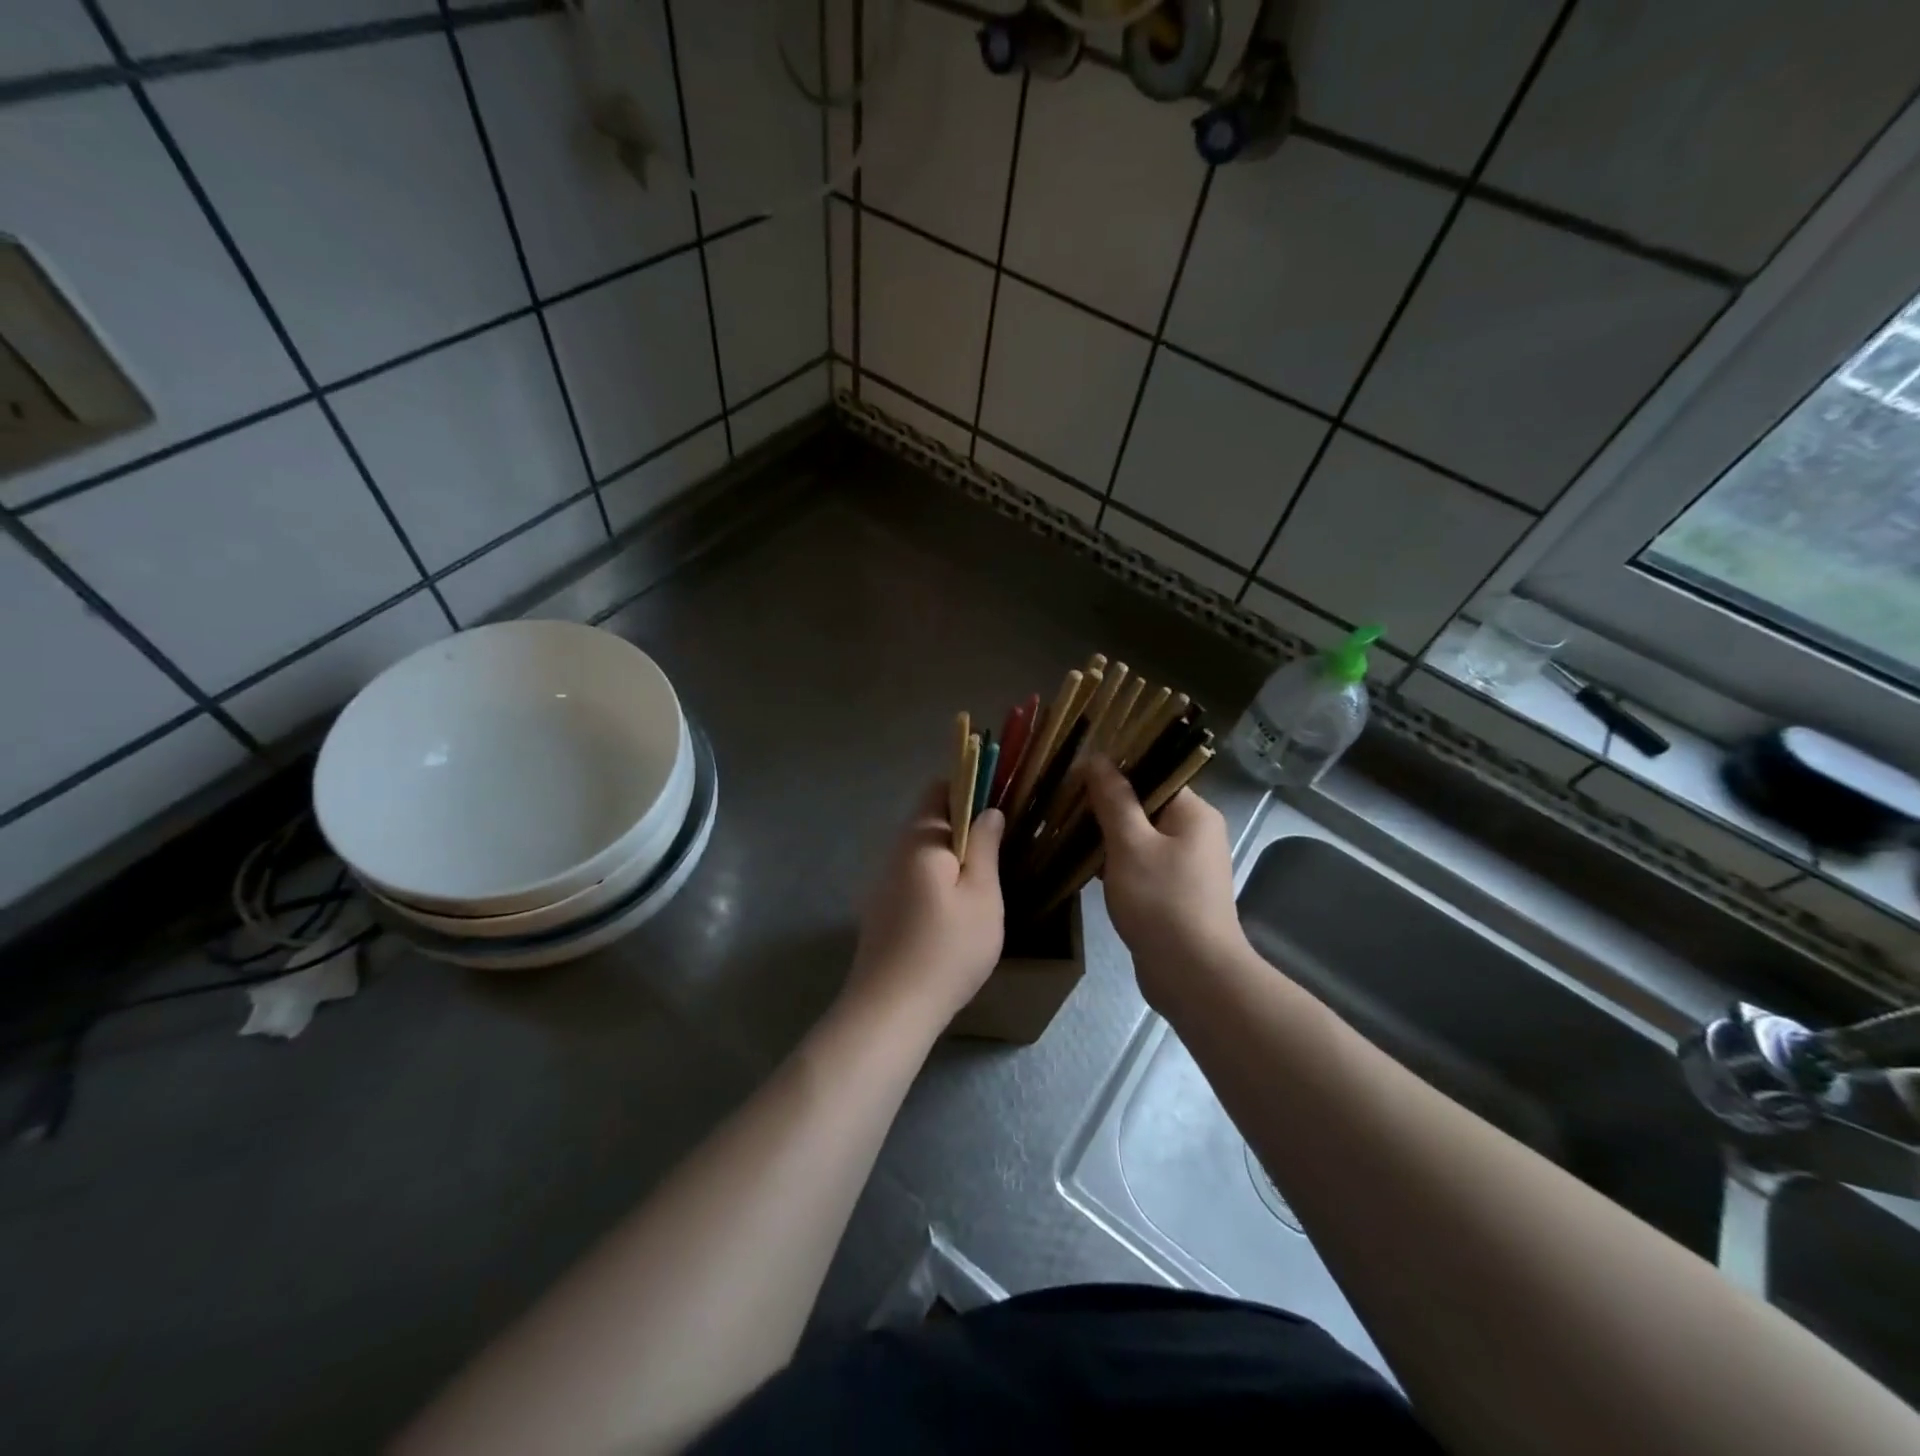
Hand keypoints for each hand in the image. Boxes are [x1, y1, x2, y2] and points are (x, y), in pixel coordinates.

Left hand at [846, 782, 1005, 1024]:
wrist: (890, 1009)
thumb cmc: (947, 948)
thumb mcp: (982, 895)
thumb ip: (985, 846)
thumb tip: (988, 810)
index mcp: (919, 839)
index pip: (939, 789)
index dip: (970, 787)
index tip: (1000, 804)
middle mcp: (895, 852)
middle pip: (930, 820)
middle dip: (964, 826)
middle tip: (1000, 850)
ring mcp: (884, 882)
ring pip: (923, 853)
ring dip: (952, 857)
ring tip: (985, 883)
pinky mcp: (882, 910)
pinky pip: (914, 878)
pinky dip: (938, 880)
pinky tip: (956, 911)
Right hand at [1084, 755, 1245, 1009]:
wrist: (1193, 975)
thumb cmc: (1161, 901)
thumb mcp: (1130, 844)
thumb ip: (1113, 799)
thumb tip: (1097, 758)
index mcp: (1194, 813)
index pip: (1154, 774)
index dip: (1115, 772)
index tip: (1077, 777)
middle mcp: (1196, 833)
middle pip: (1145, 805)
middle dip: (1106, 807)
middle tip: (1066, 807)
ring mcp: (1187, 866)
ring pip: (1140, 837)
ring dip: (1108, 837)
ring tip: (1068, 835)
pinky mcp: (1175, 893)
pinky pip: (1142, 864)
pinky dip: (1117, 864)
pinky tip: (1087, 870)